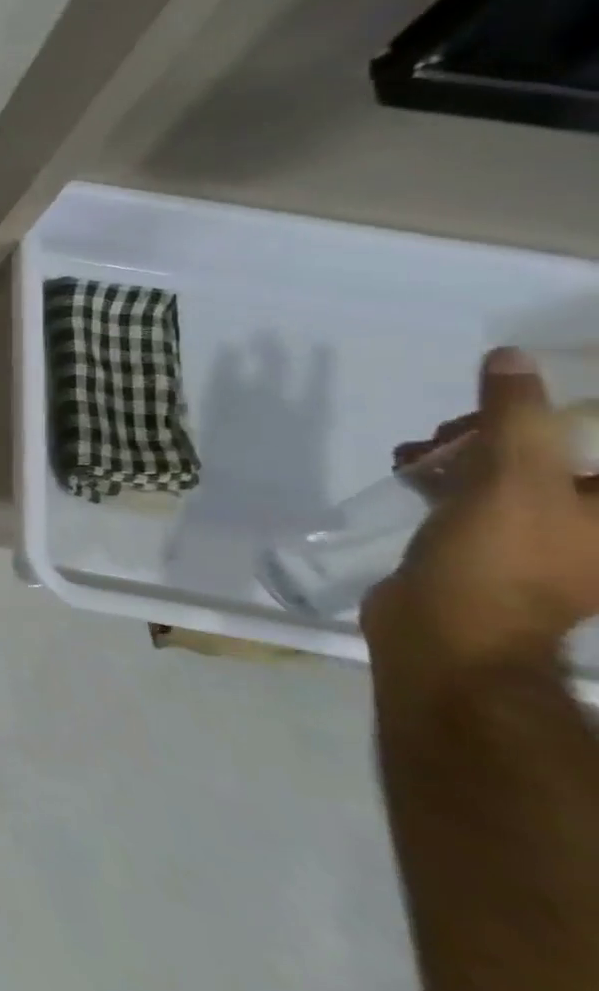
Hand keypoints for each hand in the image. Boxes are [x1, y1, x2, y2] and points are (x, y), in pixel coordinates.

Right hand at [364, 348, 598, 681]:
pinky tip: (409, 471)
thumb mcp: (512, 479)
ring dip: (465, 450)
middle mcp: (596, 523)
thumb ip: (517, 415)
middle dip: (502, 429)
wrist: (447, 633)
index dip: (562, 412)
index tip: (514, 398)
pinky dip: (446, 476)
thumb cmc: (499, 560)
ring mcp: (548, 538)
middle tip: (456, 428)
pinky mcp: (495, 546)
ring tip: (418, 450)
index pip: (597, 441)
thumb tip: (511, 357)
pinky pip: (480, 494)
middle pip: (561, 451)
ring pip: (513, 470)